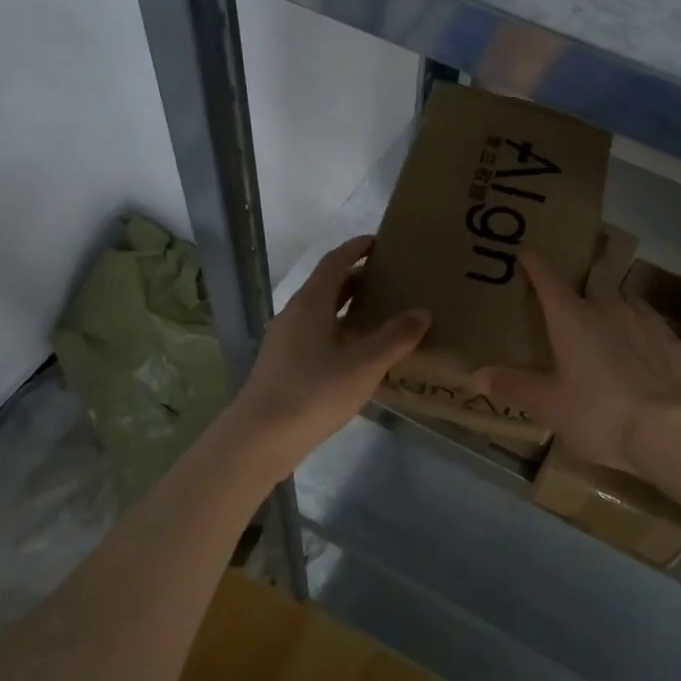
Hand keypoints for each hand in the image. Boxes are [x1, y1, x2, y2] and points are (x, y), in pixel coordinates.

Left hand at [224, 235, 428, 477]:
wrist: (259, 438)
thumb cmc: (312, 393)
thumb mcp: (363, 365)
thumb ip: (394, 338)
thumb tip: (422, 312)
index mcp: (310, 304)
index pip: (335, 262)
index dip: (356, 248)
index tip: (380, 241)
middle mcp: (294, 314)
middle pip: (328, 285)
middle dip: (358, 278)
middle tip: (391, 280)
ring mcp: (285, 340)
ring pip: (322, 312)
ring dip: (348, 307)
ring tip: (380, 314)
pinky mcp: (283, 364)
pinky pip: (316, 334)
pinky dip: (339, 330)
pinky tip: (357, 353)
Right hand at [479, 251, 680, 477]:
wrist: (674, 430)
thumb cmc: (601, 413)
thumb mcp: (550, 406)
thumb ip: (515, 386)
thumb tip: (476, 375)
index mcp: (572, 318)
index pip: (548, 280)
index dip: (536, 265)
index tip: (528, 254)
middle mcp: (609, 307)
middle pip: (594, 281)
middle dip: (583, 281)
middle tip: (576, 294)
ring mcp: (646, 320)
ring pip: (626, 299)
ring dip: (615, 304)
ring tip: (610, 322)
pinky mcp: (674, 340)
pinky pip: (651, 324)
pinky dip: (641, 331)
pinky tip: (643, 351)